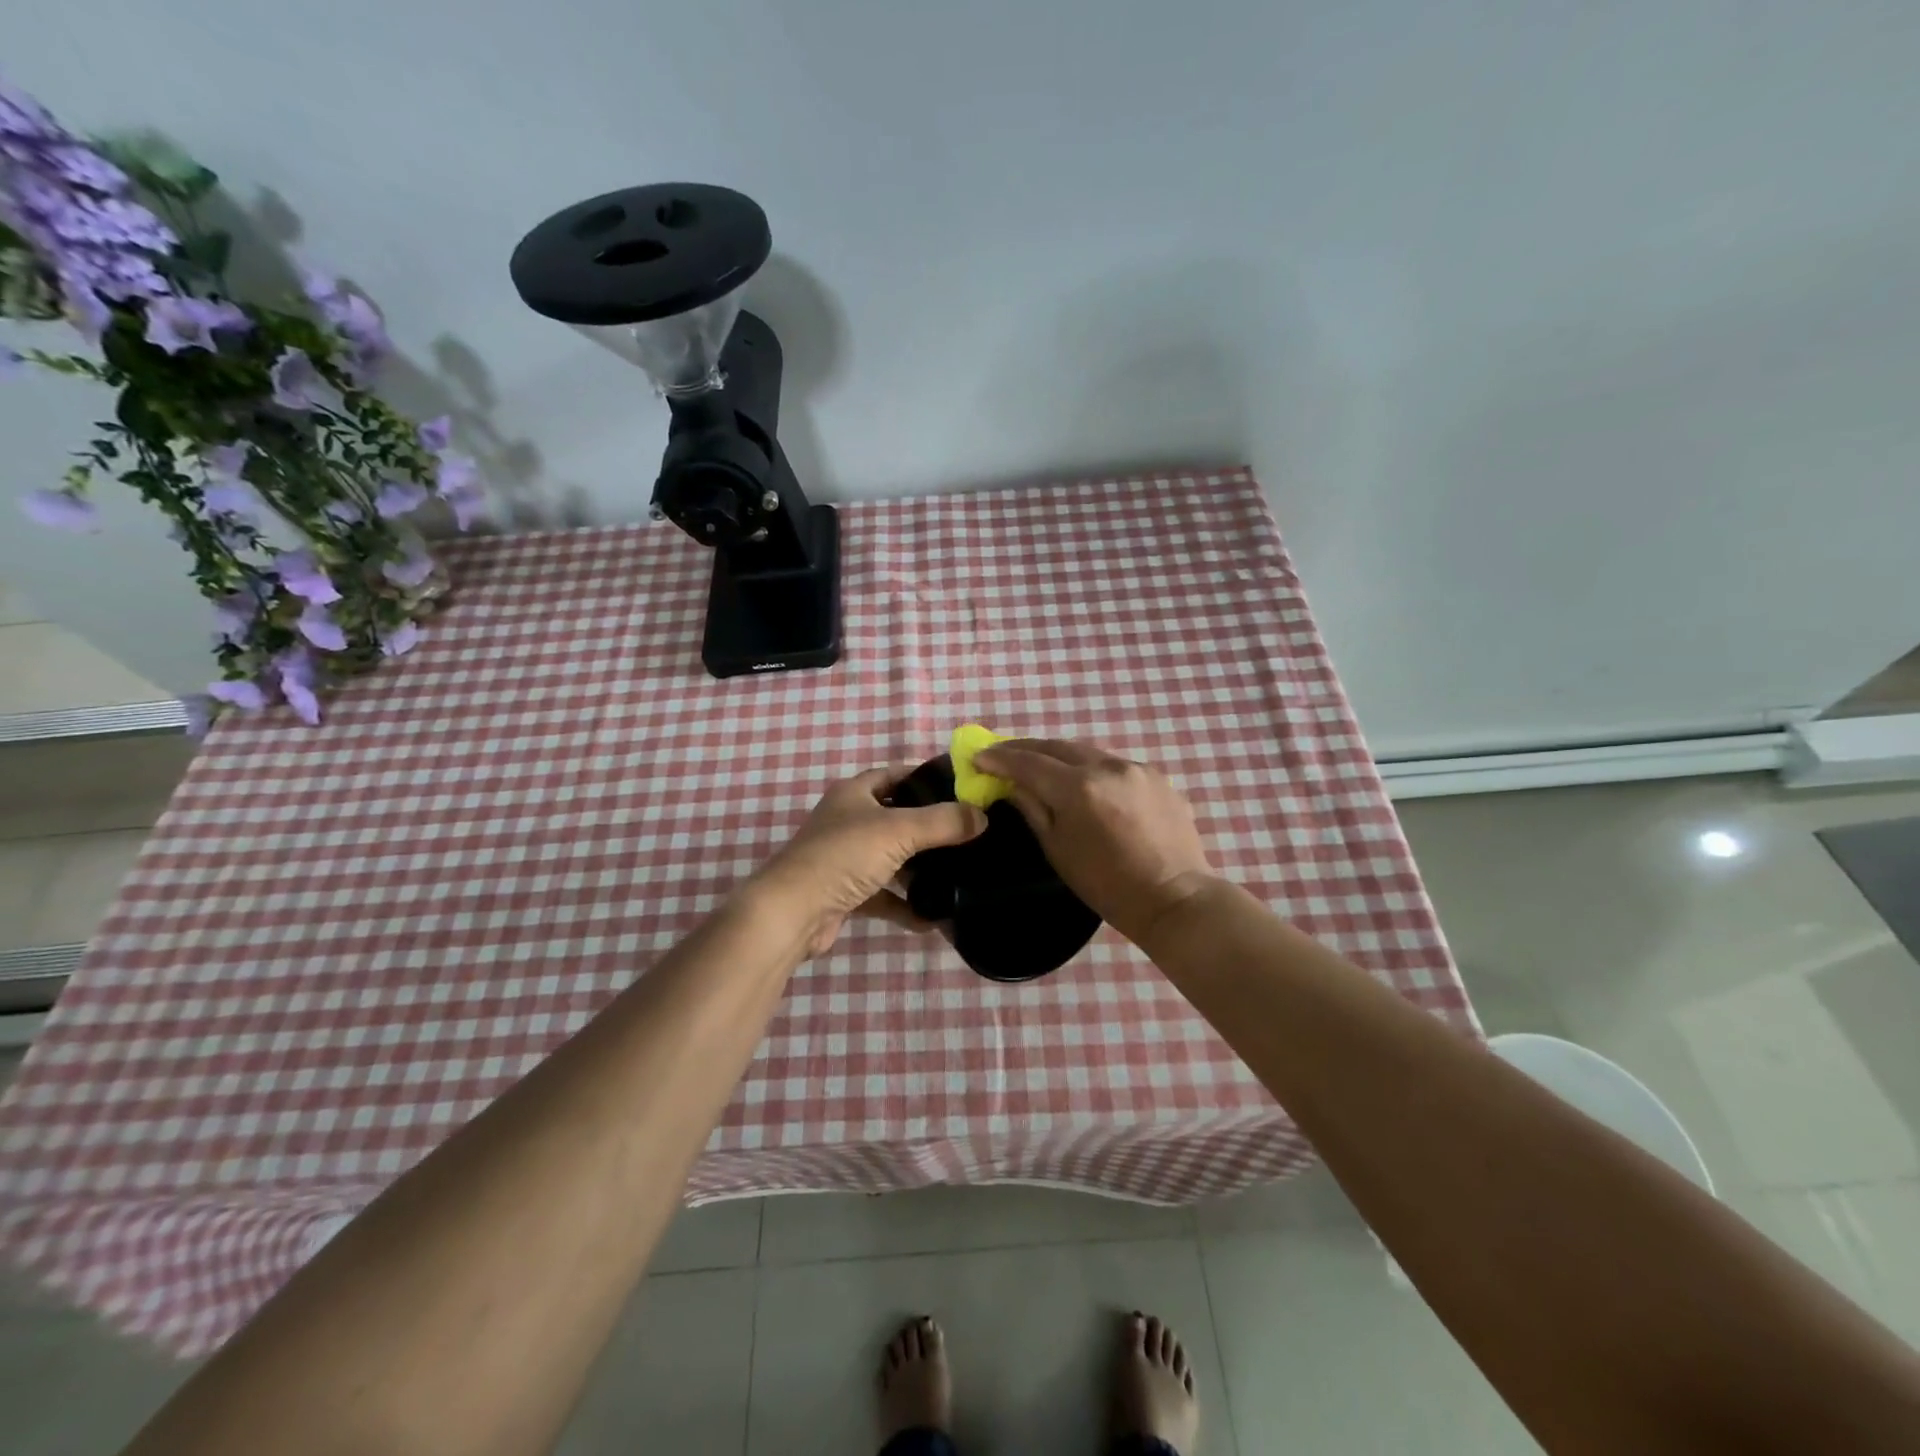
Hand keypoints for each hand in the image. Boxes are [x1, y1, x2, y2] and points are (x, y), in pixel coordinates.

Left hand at [752, 765, 987, 957]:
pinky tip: (934, 918)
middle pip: (896, 817)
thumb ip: (943, 821)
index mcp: (854, 794)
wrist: (791, 913)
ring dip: (919, 868)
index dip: (925, 777)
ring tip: (958, 874)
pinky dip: (906, 905)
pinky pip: (884, 895)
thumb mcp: (899, 830)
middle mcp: (847, 821)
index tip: (961, 788)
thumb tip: (982, 816)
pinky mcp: (844, 893)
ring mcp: (844, 859)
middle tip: (968, 833)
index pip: (894, 774)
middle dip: (929, 826)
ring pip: (891, 858)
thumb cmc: (843, 856)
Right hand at [973, 739, 1216, 944]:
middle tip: (1002, 754)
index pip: (1029, 762)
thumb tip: (1012, 784)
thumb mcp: (1058, 850)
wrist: (1174, 898)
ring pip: (1087, 752)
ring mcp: (1136, 767)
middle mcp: (1107, 766)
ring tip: (1039, 764)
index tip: (977, 756)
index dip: (1000, 758)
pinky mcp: (1157, 776)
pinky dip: (1091, 768)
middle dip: (1027, 749)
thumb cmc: (1107, 885)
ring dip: (1059, 756)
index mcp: (1078, 788)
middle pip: (1057, 746)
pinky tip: (1084, 782)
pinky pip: (1114, 764)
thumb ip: (1033, 808)